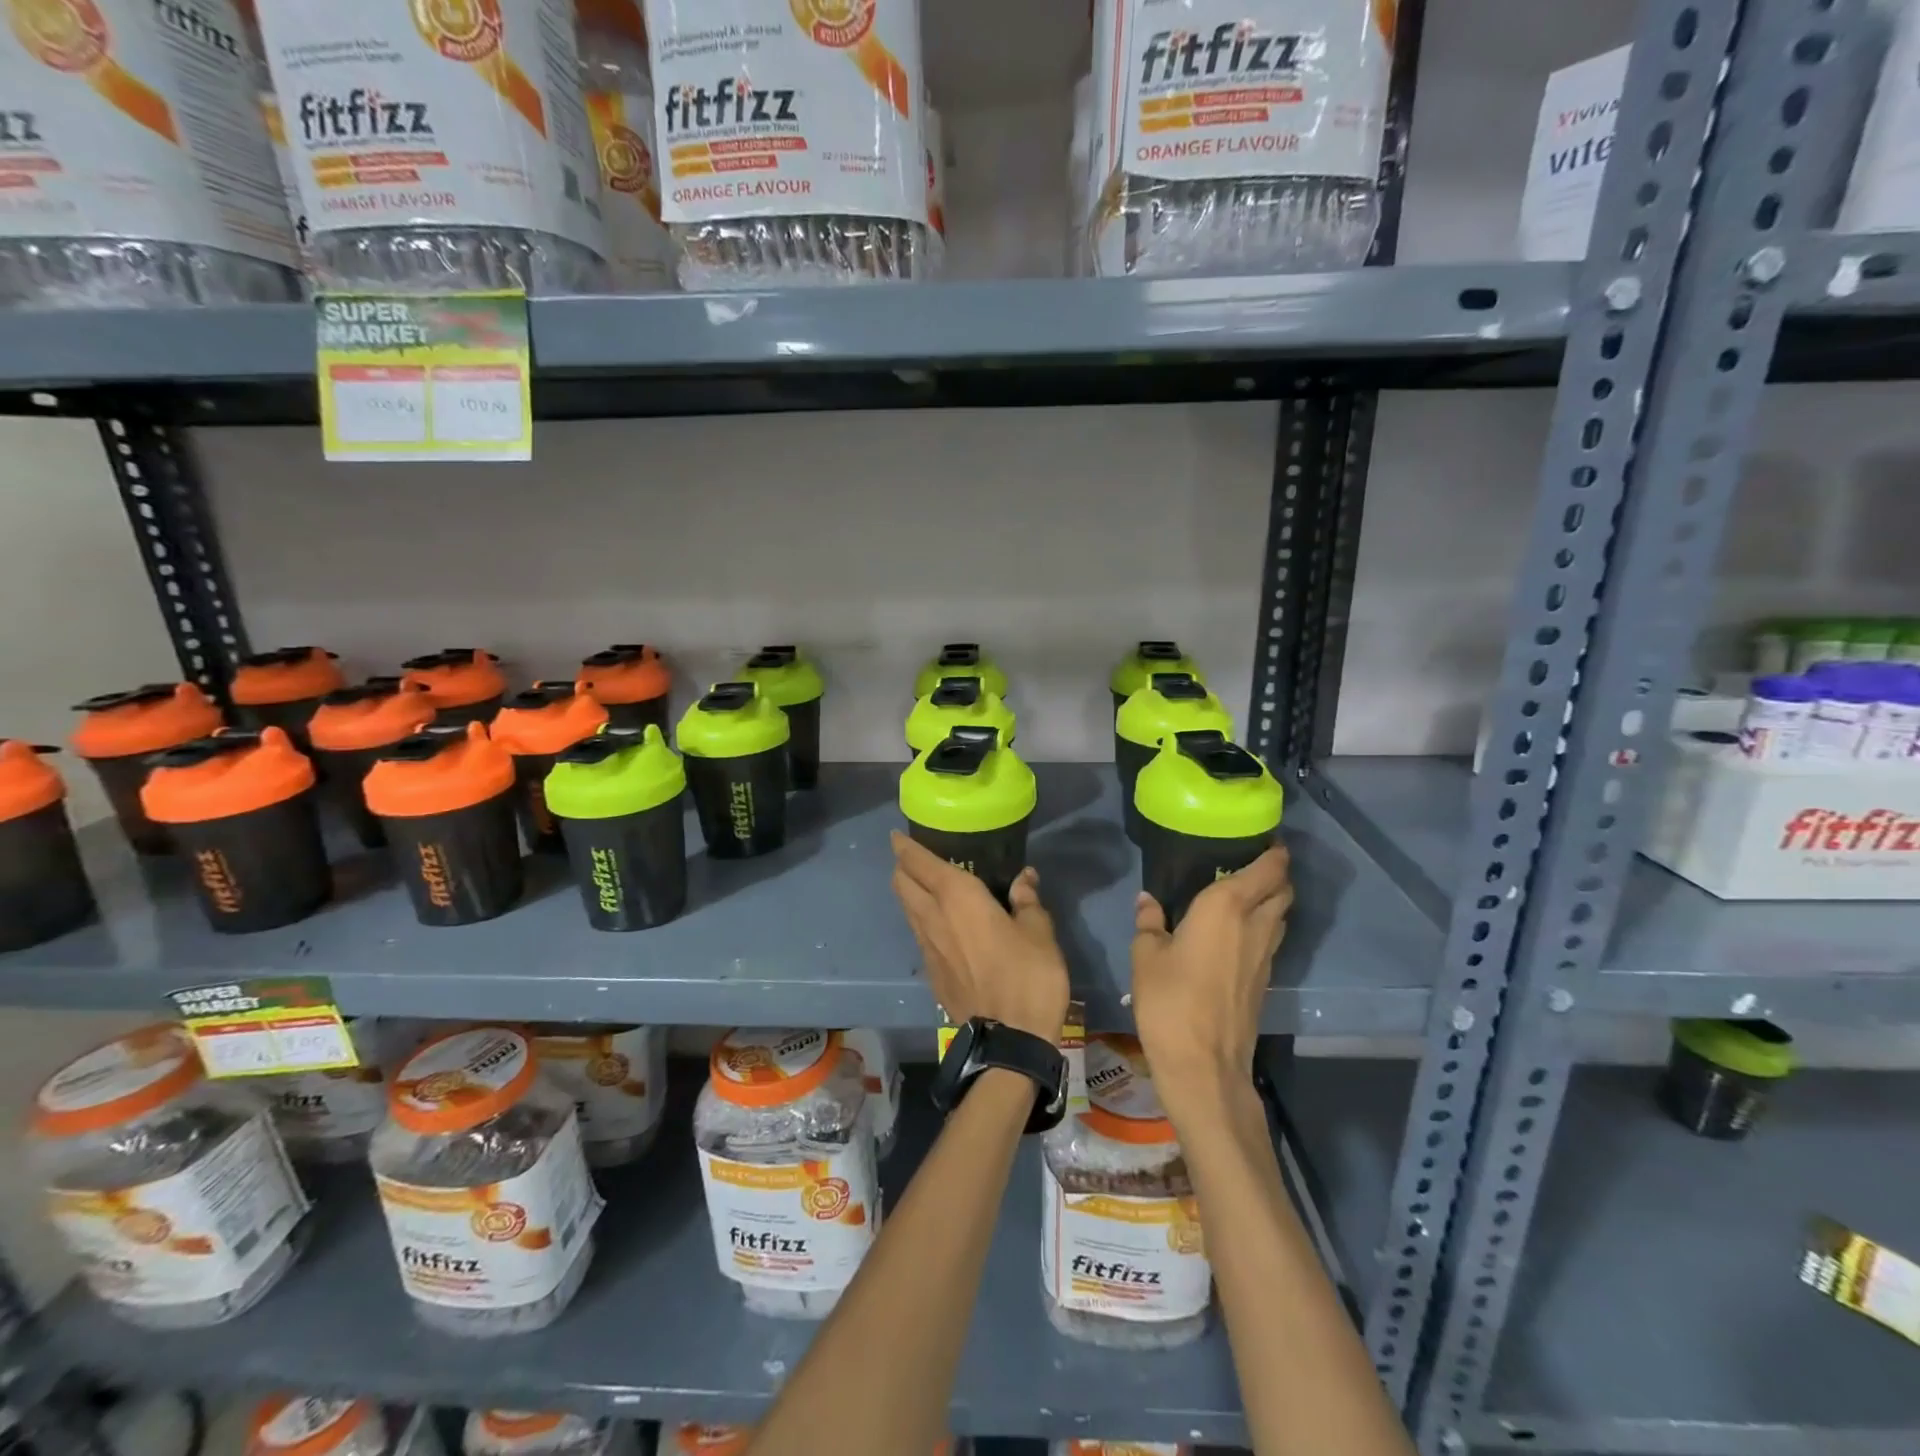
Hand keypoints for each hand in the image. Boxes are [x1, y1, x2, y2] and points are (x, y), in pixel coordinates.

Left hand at [890, 832, 1070, 1042]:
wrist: (1009, 1041)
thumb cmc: (1028, 976)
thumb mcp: (1039, 932)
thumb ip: (1027, 900)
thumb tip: (1024, 877)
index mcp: (957, 897)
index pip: (919, 862)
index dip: (905, 846)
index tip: (897, 836)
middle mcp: (933, 917)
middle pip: (902, 883)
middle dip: (903, 866)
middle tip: (915, 858)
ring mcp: (927, 947)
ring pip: (907, 909)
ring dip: (910, 893)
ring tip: (927, 887)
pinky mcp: (931, 973)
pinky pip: (919, 934)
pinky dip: (922, 920)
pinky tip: (941, 925)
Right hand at [1130, 846, 1292, 1102]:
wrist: (1204, 1065)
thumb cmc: (1170, 1001)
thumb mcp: (1146, 956)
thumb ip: (1149, 922)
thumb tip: (1148, 900)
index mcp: (1226, 906)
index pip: (1268, 869)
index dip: (1274, 852)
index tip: (1264, 838)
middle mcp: (1255, 925)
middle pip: (1283, 890)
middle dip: (1275, 873)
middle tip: (1249, 863)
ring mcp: (1265, 956)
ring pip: (1281, 916)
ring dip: (1272, 900)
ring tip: (1244, 894)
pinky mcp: (1264, 981)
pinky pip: (1271, 939)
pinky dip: (1263, 926)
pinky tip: (1237, 933)